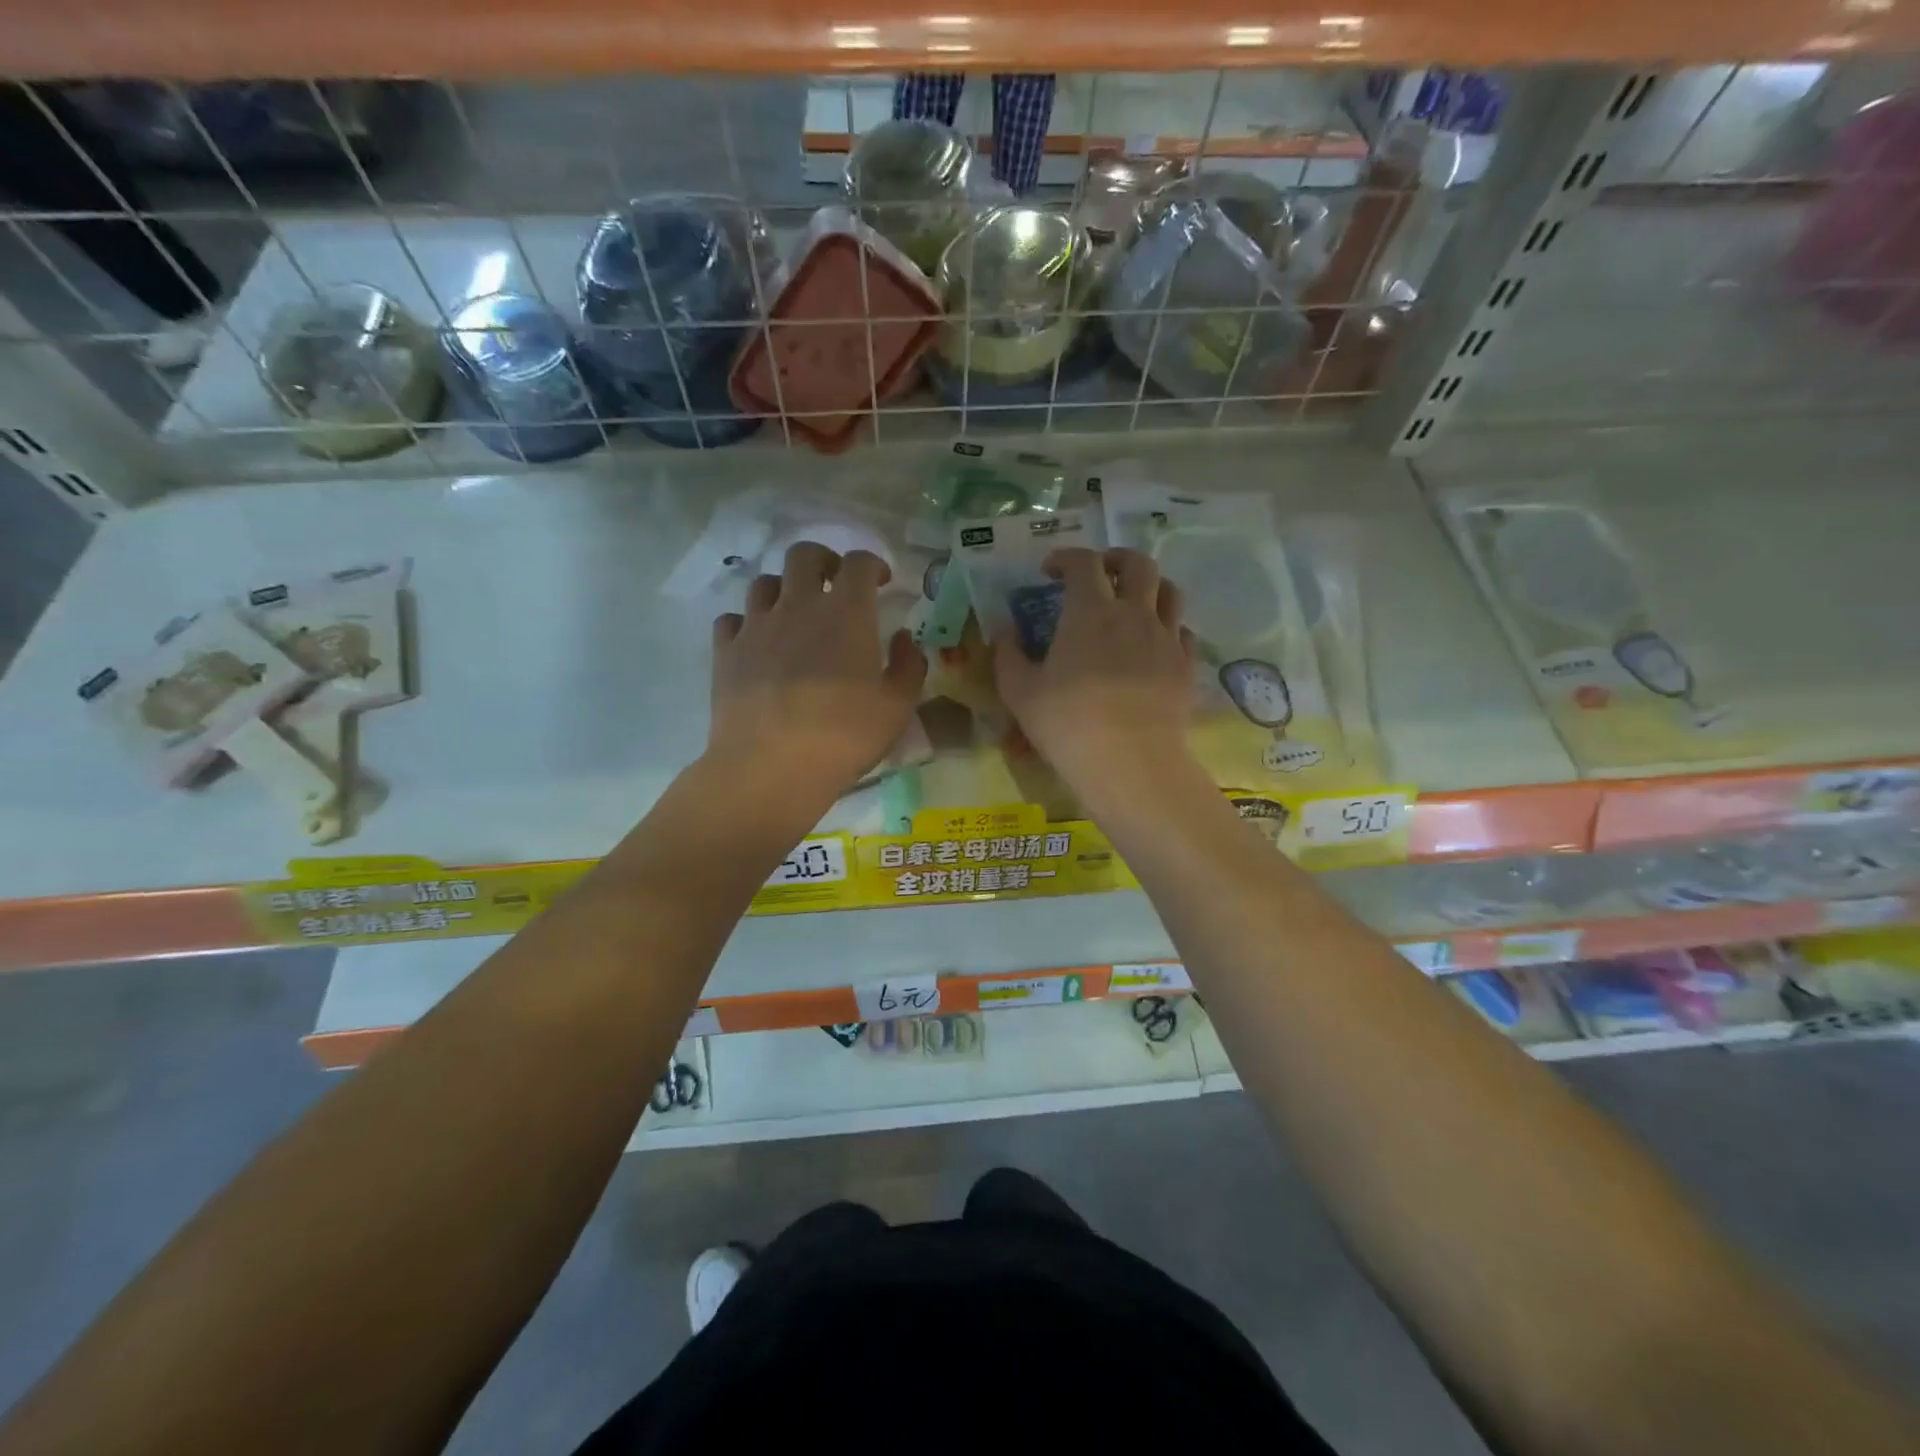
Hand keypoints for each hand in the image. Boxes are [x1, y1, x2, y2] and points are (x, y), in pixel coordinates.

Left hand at [708, 543, 926, 804]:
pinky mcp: (725, 652)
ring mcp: (756, 626)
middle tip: (834, 584)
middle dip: (823, 560)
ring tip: (794, 614)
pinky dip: (747, 623)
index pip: (858, 563)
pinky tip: (757, 643)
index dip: (872, 564)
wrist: (771, 767)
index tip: (881, 581)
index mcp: (845, 613)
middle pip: (804, 555)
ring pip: (764, 582)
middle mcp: (797, 606)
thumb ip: (909, 666)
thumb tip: (904, 638)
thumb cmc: (844, 736)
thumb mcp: (898, 707)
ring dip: (784, 589)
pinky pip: (732, 619)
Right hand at [991, 547, 1194, 790]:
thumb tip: (1004, 630)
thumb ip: (1008, 654)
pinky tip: (1154, 644)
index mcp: (1090, 612)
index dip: (1065, 557)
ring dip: (1149, 586)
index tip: (1049, 571)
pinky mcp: (1186, 666)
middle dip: (1116, 559)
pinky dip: (1167, 627)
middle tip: (1100, 573)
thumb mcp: (1020, 692)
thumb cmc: (1068, 724)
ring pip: (1170, 591)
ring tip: (1133, 602)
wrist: (1130, 763)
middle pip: (1138, 564)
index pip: (1083, 562)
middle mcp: (1134, 613)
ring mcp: (1166, 639)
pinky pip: (1183, 631)